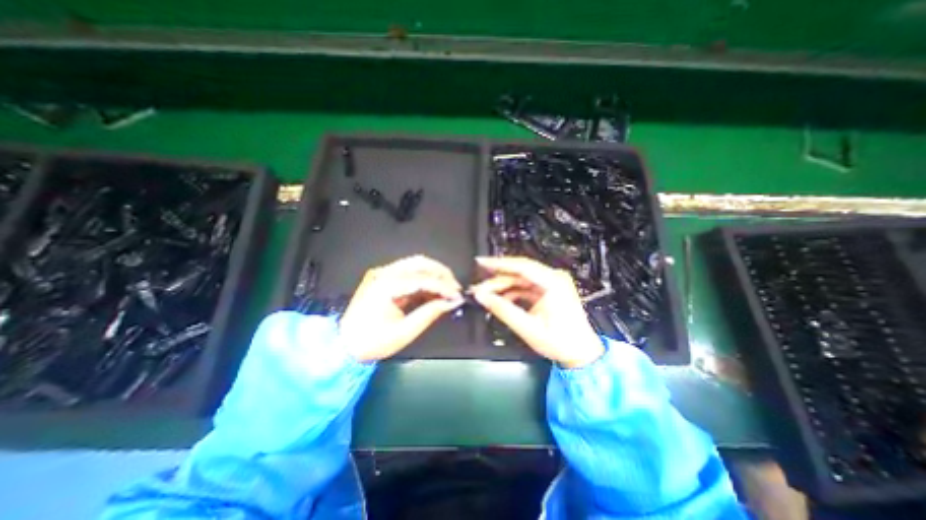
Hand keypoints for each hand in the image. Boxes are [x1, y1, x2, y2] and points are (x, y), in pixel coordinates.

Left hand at [338, 253, 463, 361]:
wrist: (343, 345)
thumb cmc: (372, 342)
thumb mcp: (404, 332)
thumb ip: (429, 313)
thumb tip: (451, 303)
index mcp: (386, 285)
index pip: (422, 279)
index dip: (443, 286)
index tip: (458, 295)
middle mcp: (383, 273)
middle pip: (419, 263)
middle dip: (441, 273)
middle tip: (455, 288)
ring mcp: (382, 273)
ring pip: (415, 264)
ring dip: (434, 274)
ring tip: (447, 289)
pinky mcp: (383, 277)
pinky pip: (409, 273)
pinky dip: (424, 280)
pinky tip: (433, 290)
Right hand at [472, 256, 608, 369]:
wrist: (581, 353)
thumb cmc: (561, 342)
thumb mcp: (528, 327)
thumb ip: (503, 310)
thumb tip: (482, 297)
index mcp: (554, 282)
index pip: (521, 266)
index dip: (499, 263)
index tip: (481, 262)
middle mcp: (553, 278)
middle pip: (518, 272)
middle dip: (497, 279)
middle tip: (479, 287)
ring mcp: (551, 284)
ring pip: (519, 279)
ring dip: (502, 286)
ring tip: (485, 294)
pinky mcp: (547, 290)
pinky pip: (524, 286)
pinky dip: (511, 292)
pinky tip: (500, 299)